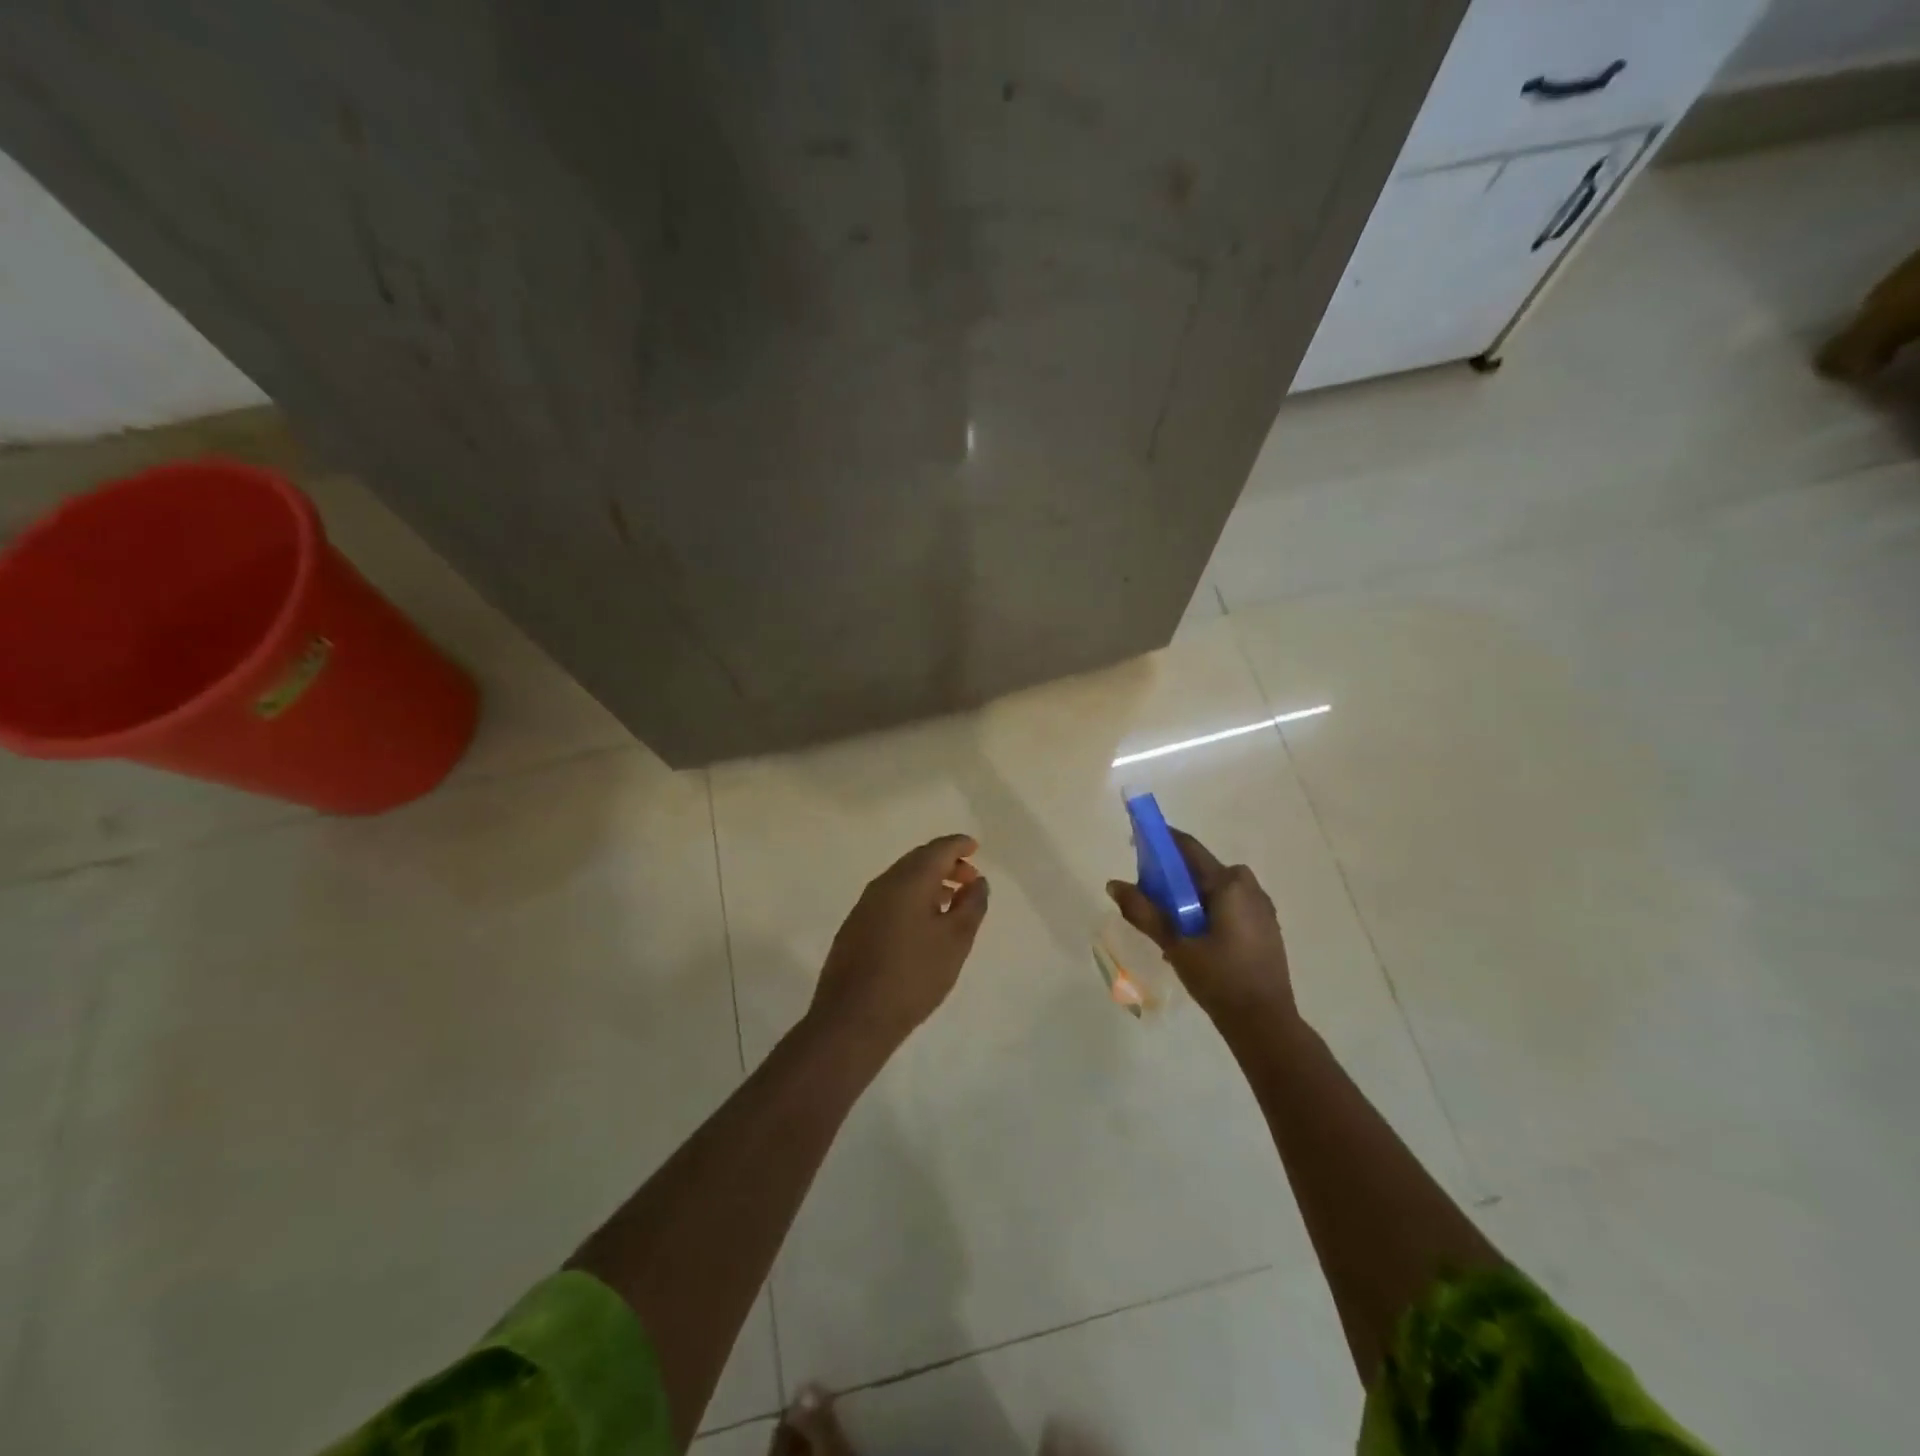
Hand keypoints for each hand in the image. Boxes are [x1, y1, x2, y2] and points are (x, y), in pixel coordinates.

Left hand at [809, 834, 989, 1052]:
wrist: (853, 1018)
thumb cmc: (913, 976)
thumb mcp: (955, 941)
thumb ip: (971, 905)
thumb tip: (977, 881)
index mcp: (908, 881)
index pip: (937, 849)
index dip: (958, 845)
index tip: (975, 848)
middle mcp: (882, 884)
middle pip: (918, 860)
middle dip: (945, 863)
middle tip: (969, 878)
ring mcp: (864, 905)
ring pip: (902, 880)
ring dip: (928, 882)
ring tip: (951, 901)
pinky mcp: (855, 927)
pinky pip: (889, 898)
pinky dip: (911, 898)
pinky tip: (922, 923)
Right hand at [1107, 828, 1295, 1025]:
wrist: (1265, 1024)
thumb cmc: (1219, 979)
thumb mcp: (1176, 944)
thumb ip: (1144, 911)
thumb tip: (1113, 884)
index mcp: (1229, 883)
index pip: (1188, 848)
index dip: (1160, 841)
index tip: (1135, 843)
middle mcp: (1249, 886)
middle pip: (1200, 869)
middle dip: (1171, 878)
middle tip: (1146, 897)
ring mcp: (1261, 907)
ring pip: (1214, 889)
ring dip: (1188, 898)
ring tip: (1166, 924)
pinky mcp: (1265, 926)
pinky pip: (1228, 905)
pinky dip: (1206, 911)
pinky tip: (1192, 938)